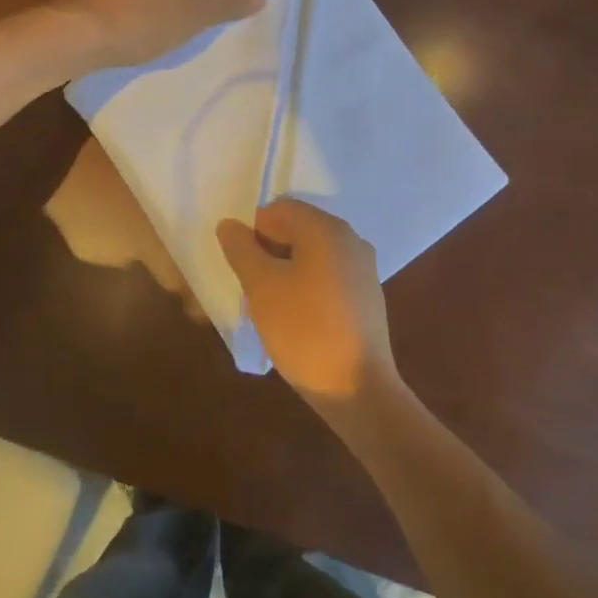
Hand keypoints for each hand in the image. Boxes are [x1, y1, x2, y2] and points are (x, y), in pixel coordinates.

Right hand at [216, 200, 395, 408]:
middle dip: (269, 251)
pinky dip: (307, 286)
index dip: (253, 232)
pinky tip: (297, 318)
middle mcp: (350, 239)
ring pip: (311, 254)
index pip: (279, 209)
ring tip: (272, 305)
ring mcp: (363, 268)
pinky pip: (327, 275)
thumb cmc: (304, 330)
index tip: (244, 268)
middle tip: (253, 287)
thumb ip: (241, 250)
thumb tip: (230, 225)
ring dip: (286, 270)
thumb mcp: (261, 287)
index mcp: (326, 229)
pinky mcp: (367, 295)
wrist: (357, 388)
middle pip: (297, 229)